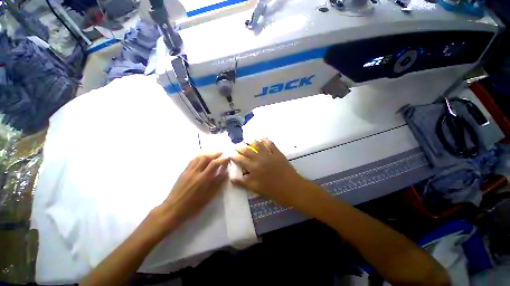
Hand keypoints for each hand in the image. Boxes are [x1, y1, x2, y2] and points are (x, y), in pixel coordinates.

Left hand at [158, 152, 228, 228]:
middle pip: (206, 158)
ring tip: (213, 154)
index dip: (222, 159)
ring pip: (199, 158)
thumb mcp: (209, 196)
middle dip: (215, 154)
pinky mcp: (183, 172)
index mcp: (203, 178)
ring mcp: (188, 171)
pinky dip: (199, 157)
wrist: (173, 209)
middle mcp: (196, 172)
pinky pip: (192, 161)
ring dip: (208, 154)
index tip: (228, 158)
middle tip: (222, 153)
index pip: (214, 164)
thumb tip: (225, 172)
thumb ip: (218, 183)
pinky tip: (202, 157)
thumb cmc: (193, 205)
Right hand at [230, 138, 309, 205]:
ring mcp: (269, 154)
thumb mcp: (256, 189)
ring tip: (247, 140)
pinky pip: (270, 143)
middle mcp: (259, 158)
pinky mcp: (277, 153)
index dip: (234, 155)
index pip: (240, 159)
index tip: (230, 153)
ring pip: (257, 144)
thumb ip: (243, 183)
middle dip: (240, 146)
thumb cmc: (273, 191)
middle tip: (236, 145)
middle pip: (247, 149)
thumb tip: (231, 179)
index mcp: (253, 168)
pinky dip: (265, 139)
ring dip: (251, 141)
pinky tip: (262, 138)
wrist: (292, 188)